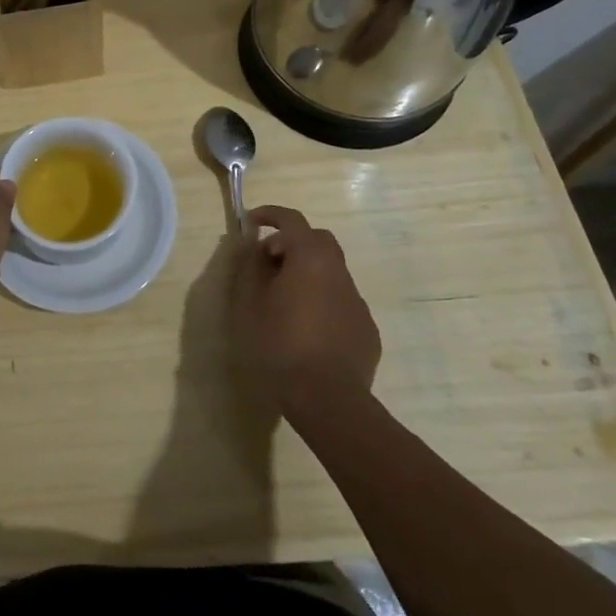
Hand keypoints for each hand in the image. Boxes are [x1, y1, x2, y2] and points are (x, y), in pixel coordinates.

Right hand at [234, 205, 381, 419]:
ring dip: (307, 275)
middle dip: (291, 244)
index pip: (291, 220)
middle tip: (268, 264)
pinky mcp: (367, 330)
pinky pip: (341, 302)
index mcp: (310, 258)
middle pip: (317, 241)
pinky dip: (322, 302)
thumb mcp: (249, 304)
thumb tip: (252, 247)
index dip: (270, 214)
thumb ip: (250, 268)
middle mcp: (338, 272)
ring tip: (283, 302)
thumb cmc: (280, 345)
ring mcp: (357, 301)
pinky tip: (307, 331)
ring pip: (330, 273)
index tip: (251, 221)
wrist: (328, 400)